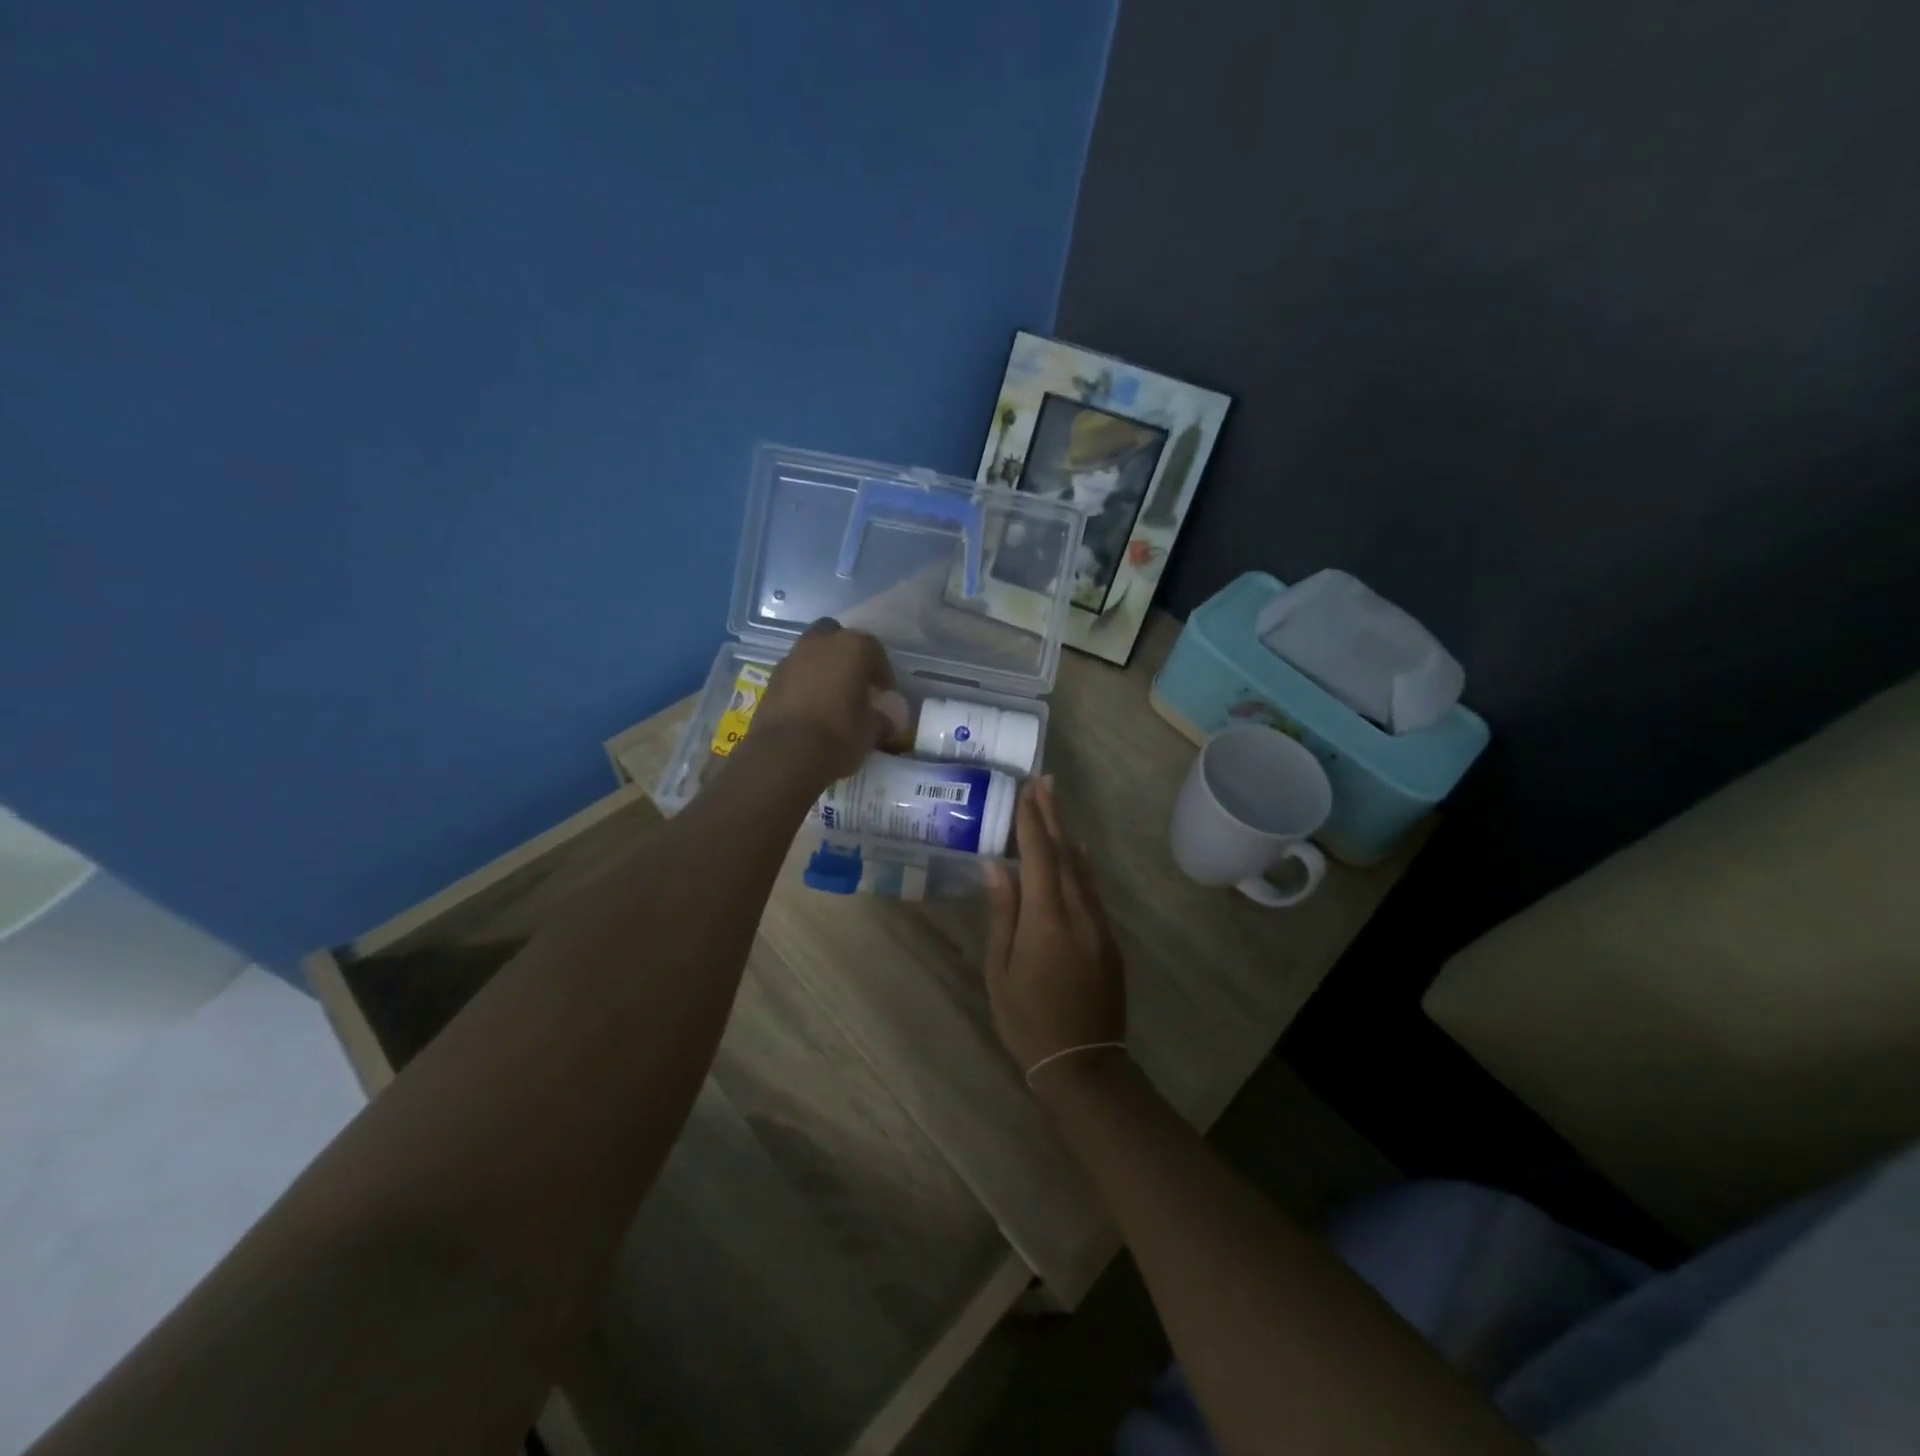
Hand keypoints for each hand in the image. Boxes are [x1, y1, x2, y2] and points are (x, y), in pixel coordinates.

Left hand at [749, 619, 900, 783]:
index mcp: (853, 647)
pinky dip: (804, 683)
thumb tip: (886, 720)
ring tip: (832, 698)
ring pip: (814, 654)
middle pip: (839, 640)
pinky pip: (796, 673)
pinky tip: (811, 708)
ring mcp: (792, 657)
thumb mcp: (872, 730)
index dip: (882, 675)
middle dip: (848, 658)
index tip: (884, 696)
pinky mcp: (772, 678)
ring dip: (823, 668)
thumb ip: (882, 718)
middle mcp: (821, 642)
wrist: (784, 754)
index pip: (876, 652)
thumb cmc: (838, 735)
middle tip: (855, 685)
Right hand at [983, 777, 1126, 1080]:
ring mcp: (1099, 924)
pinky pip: (1092, 890)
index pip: (1038, 856)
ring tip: (1055, 804)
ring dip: (1068, 834)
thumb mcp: (1000, 969)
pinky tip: (1076, 852)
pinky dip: (1080, 864)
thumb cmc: (1027, 1019)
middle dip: (1053, 815)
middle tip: (1043, 781)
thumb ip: (1003, 913)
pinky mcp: (1109, 938)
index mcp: (1047, 918)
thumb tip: (997, 865)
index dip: (1032, 821)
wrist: (1084, 1062)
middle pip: (1065, 853)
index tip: (1025, 790)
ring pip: (1081, 869)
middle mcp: (1078, 912)